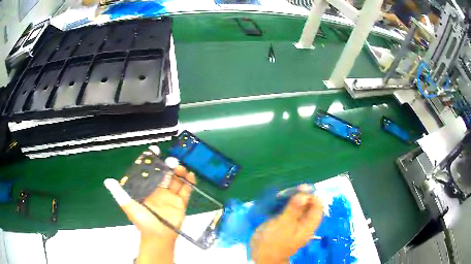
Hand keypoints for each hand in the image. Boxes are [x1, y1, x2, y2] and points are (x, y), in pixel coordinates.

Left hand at [104, 156, 195, 263]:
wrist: (158, 236)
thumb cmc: (143, 221)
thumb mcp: (128, 206)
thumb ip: (119, 193)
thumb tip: (107, 181)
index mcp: (147, 189)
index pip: (150, 171)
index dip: (153, 161)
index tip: (155, 150)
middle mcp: (159, 190)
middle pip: (165, 173)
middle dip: (169, 165)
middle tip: (172, 161)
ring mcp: (170, 196)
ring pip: (176, 179)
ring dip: (180, 172)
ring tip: (181, 168)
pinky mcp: (181, 202)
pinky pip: (186, 190)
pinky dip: (189, 182)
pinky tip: (190, 176)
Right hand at [250, 186, 322, 263]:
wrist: (262, 255)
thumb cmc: (274, 242)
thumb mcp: (284, 225)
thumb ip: (294, 209)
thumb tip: (305, 193)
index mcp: (309, 224)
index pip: (317, 206)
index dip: (312, 196)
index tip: (301, 189)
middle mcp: (304, 222)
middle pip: (308, 205)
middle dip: (300, 196)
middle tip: (289, 190)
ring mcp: (294, 222)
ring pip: (298, 206)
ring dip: (292, 198)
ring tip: (282, 193)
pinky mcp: (285, 222)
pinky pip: (288, 209)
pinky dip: (285, 204)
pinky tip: (278, 200)